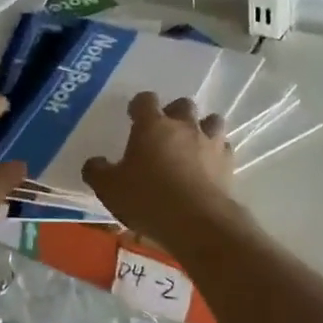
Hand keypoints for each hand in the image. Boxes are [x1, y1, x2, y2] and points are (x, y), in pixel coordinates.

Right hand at [82, 93, 237, 247]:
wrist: (197, 222)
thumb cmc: (147, 199)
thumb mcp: (110, 188)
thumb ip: (98, 171)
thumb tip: (94, 163)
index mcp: (152, 125)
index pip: (145, 100)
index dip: (139, 105)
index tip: (134, 116)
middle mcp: (183, 126)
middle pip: (183, 104)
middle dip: (174, 113)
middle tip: (165, 131)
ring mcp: (209, 142)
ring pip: (212, 121)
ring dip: (202, 128)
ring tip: (193, 144)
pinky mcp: (228, 163)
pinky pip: (224, 148)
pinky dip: (217, 153)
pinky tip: (209, 167)